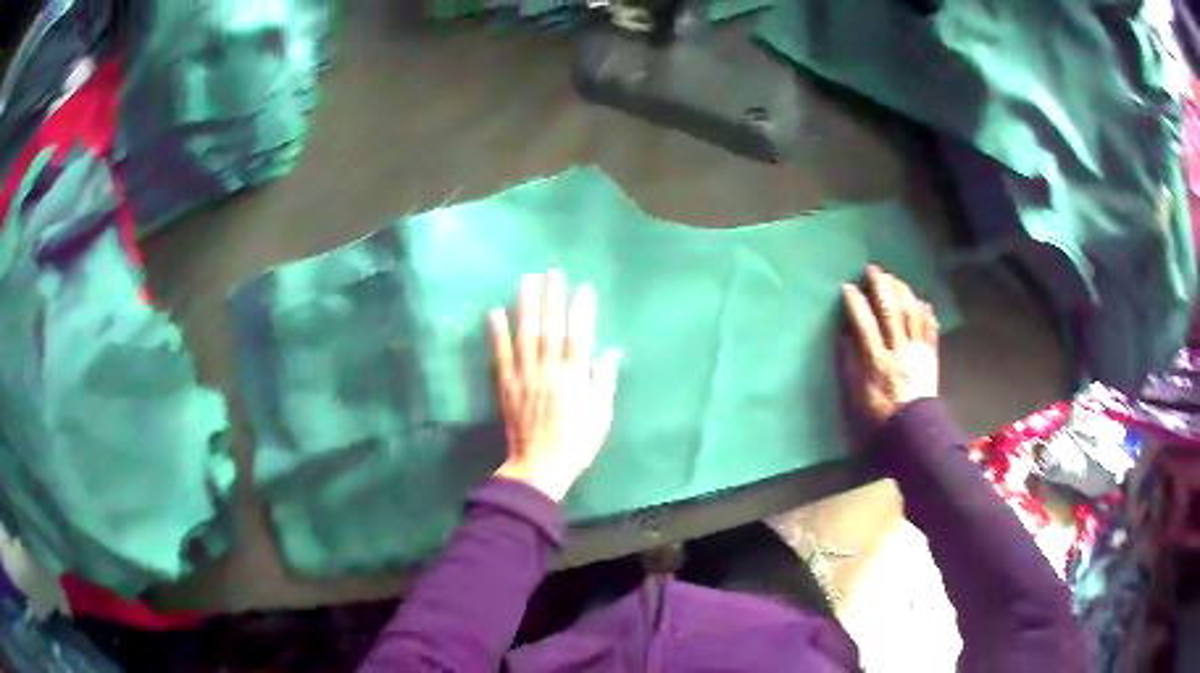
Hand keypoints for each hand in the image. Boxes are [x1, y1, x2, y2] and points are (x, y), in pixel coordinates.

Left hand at [489, 270, 622, 501]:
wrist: (539, 467)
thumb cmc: (576, 444)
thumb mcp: (601, 416)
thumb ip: (604, 381)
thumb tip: (611, 351)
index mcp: (574, 378)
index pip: (579, 335)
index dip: (581, 310)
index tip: (583, 288)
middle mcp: (549, 370)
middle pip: (550, 327)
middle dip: (552, 297)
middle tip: (553, 272)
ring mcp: (525, 376)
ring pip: (524, 334)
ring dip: (525, 305)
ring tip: (526, 280)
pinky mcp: (506, 385)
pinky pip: (500, 355)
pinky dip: (497, 333)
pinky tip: (495, 312)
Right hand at [841, 265, 939, 428]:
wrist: (913, 429)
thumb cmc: (880, 412)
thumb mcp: (857, 392)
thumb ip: (851, 361)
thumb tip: (846, 334)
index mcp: (877, 359)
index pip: (864, 323)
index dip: (855, 302)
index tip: (847, 287)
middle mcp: (898, 349)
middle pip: (890, 310)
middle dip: (880, 286)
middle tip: (873, 270)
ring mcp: (917, 349)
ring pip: (911, 312)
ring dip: (902, 291)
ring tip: (894, 279)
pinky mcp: (931, 354)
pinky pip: (930, 327)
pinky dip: (926, 312)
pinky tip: (921, 302)